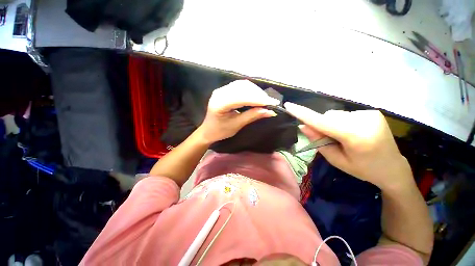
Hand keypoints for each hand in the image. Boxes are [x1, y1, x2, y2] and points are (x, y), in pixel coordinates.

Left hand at [197, 80, 279, 143]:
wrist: (209, 130)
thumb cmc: (221, 131)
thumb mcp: (237, 125)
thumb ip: (252, 116)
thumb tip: (270, 111)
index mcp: (219, 104)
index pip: (241, 98)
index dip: (258, 99)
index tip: (273, 103)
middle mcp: (219, 93)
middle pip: (242, 88)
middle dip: (258, 94)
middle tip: (270, 102)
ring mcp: (221, 90)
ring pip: (242, 85)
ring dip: (256, 91)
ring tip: (265, 100)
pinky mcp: (225, 90)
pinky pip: (240, 86)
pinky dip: (250, 90)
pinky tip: (256, 96)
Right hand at [284, 102, 412, 190]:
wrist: (393, 168)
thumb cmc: (363, 169)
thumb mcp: (336, 160)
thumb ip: (318, 142)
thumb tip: (303, 126)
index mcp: (356, 137)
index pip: (322, 122)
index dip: (304, 114)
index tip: (289, 106)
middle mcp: (364, 121)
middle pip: (328, 117)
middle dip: (322, 126)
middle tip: (329, 140)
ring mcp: (370, 114)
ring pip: (336, 115)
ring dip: (332, 124)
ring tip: (343, 137)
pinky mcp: (372, 112)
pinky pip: (345, 115)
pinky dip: (342, 122)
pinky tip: (352, 132)